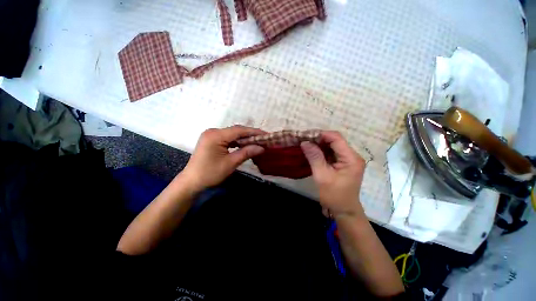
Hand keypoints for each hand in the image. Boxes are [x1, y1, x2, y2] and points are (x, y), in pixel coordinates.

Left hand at [182, 125, 264, 189]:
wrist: (191, 182)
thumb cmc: (210, 173)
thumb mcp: (230, 163)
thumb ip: (246, 153)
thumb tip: (262, 148)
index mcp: (216, 135)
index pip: (239, 130)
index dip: (254, 132)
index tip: (266, 135)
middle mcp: (213, 132)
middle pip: (236, 131)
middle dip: (250, 135)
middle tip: (263, 139)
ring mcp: (211, 135)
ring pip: (232, 134)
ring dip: (244, 138)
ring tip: (257, 142)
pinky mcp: (212, 140)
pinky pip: (227, 138)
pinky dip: (237, 141)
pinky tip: (244, 145)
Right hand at [300, 131, 365, 218]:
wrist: (343, 211)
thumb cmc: (334, 196)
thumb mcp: (322, 176)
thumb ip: (314, 157)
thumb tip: (305, 142)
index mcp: (351, 158)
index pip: (336, 138)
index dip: (321, 134)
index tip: (306, 136)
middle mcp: (353, 156)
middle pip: (335, 141)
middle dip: (319, 139)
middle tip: (304, 141)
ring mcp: (349, 159)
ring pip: (332, 146)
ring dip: (319, 145)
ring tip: (306, 145)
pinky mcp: (344, 163)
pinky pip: (332, 153)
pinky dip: (321, 151)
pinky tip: (312, 152)